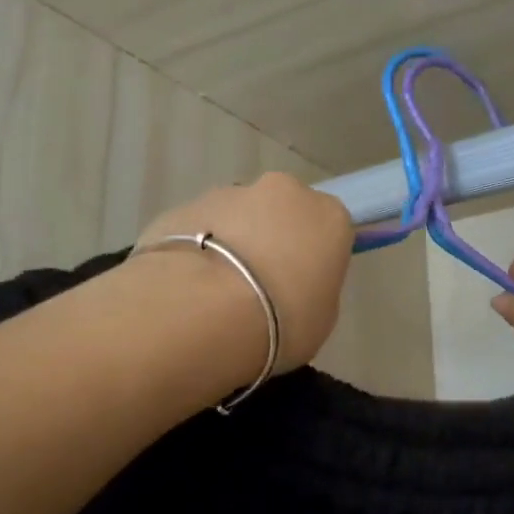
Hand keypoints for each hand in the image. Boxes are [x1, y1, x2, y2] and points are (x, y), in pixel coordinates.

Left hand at [132, 173, 354, 372]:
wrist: (201, 312)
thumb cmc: (281, 322)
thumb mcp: (320, 318)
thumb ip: (313, 288)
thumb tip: (295, 281)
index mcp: (328, 215)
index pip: (328, 228)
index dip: (314, 256)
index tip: (300, 285)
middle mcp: (283, 191)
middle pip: (282, 212)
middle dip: (272, 239)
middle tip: (258, 286)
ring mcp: (229, 193)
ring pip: (237, 216)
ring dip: (232, 242)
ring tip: (216, 290)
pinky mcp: (185, 206)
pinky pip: (198, 228)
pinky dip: (197, 249)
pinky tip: (187, 285)